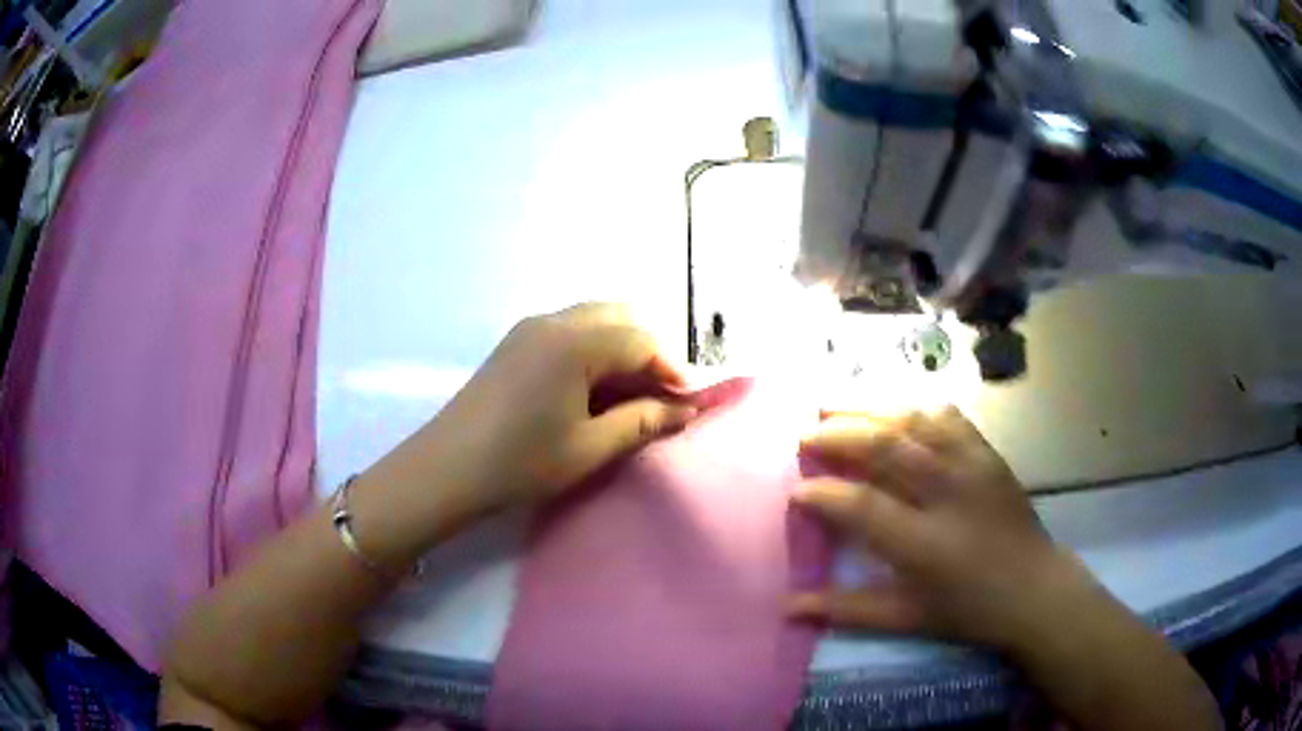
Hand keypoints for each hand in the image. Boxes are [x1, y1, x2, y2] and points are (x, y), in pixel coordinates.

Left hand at [365, 303, 695, 530]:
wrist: (446, 470)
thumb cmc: (521, 462)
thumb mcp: (590, 447)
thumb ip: (643, 421)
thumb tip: (685, 410)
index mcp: (575, 342)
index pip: (641, 340)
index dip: (671, 370)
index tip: (686, 405)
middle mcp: (553, 321)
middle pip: (620, 318)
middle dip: (648, 353)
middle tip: (658, 397)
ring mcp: (529, 328)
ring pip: (594, 321)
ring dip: (620, 351)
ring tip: (629, 398)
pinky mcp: (515, 343)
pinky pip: (568, 332)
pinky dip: (593, 352)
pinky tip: (592, 391)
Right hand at [789, 406, 1081, 650]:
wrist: (1034, 588)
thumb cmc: (967, 610)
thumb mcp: (905, 618)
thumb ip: (844, 609)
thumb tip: (788, 606)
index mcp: (924, 543)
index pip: (862, 505)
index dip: (823, 493)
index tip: (796, 490)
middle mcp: (948, 493)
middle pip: (885, 445)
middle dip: (837, 435)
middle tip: (805, 436)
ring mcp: (972, 466)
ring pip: (914, 421)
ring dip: (869, 409)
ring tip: (835, 407)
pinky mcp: (988, 453)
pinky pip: (948, 417)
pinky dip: (914, 408)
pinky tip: (893, 410)